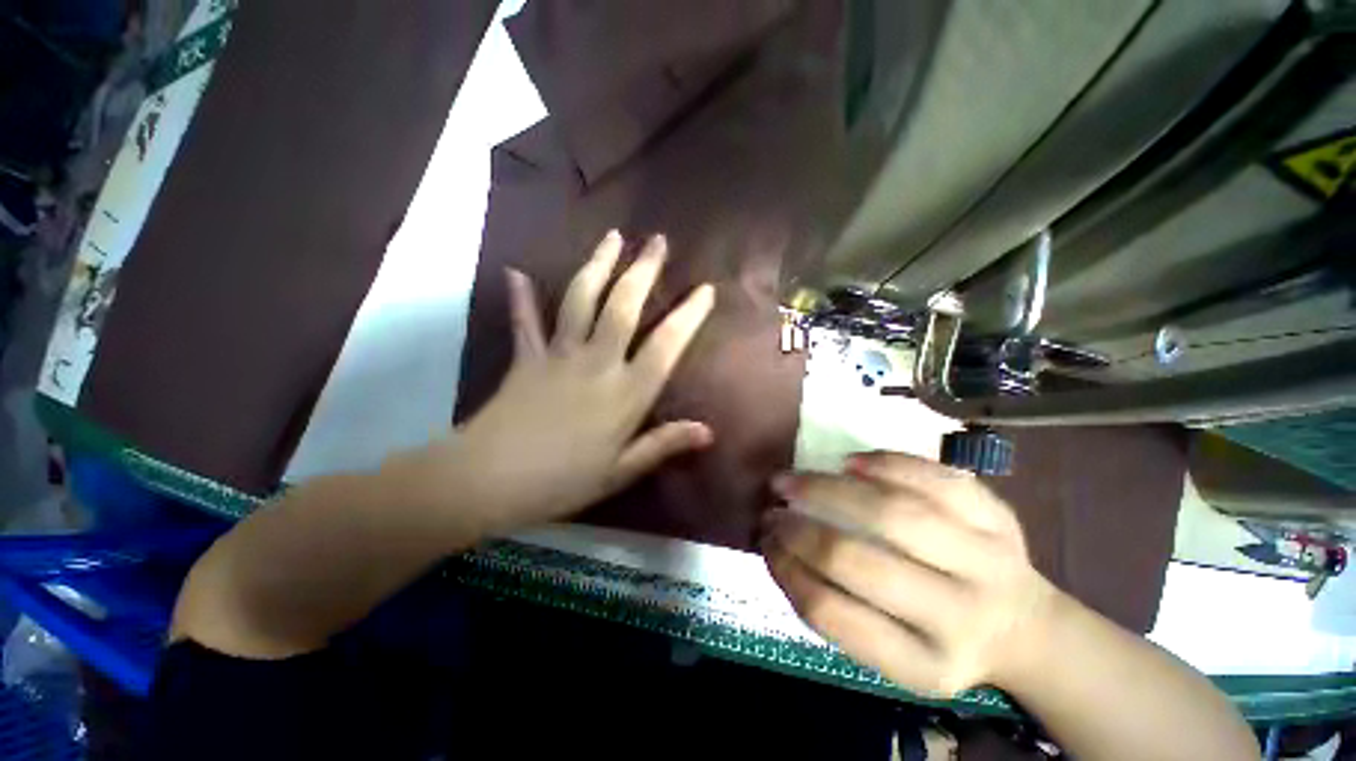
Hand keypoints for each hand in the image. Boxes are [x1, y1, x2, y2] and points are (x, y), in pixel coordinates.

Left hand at [441, 231, 715, 534]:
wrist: (487, 481)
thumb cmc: (562, 481)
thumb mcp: (620, 471)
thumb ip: (663, 445)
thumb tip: (708, 431)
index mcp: (626, 392)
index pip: (666, 345)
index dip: (689, 315)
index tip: (705, 290)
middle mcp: (597, 362)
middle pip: (623, 306)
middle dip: (643, 270)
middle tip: (656, 240)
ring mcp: (559, 354)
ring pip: (580, 299)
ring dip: (598, 265)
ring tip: (612, 237)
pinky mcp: (526, 358)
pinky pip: (525, 322)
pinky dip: (520, 298)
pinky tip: (515, 272)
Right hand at [762, 452, 1059, 696]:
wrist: (1028, 629)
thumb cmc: (943, 640)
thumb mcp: (894, 656)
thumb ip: (836, 608)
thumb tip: (780, 545)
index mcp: (924, 665)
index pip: (834, 615)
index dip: (787, 570)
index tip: (765, 540)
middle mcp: (960, 617)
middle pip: (862, 562)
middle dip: (801, 529)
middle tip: (772, 506)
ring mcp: (988, 561)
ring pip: (896, 513)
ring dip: (831, 489)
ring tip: (794, 478)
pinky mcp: (1000, 518)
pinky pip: (937, 480)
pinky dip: (887, 464)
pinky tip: (850, 463)